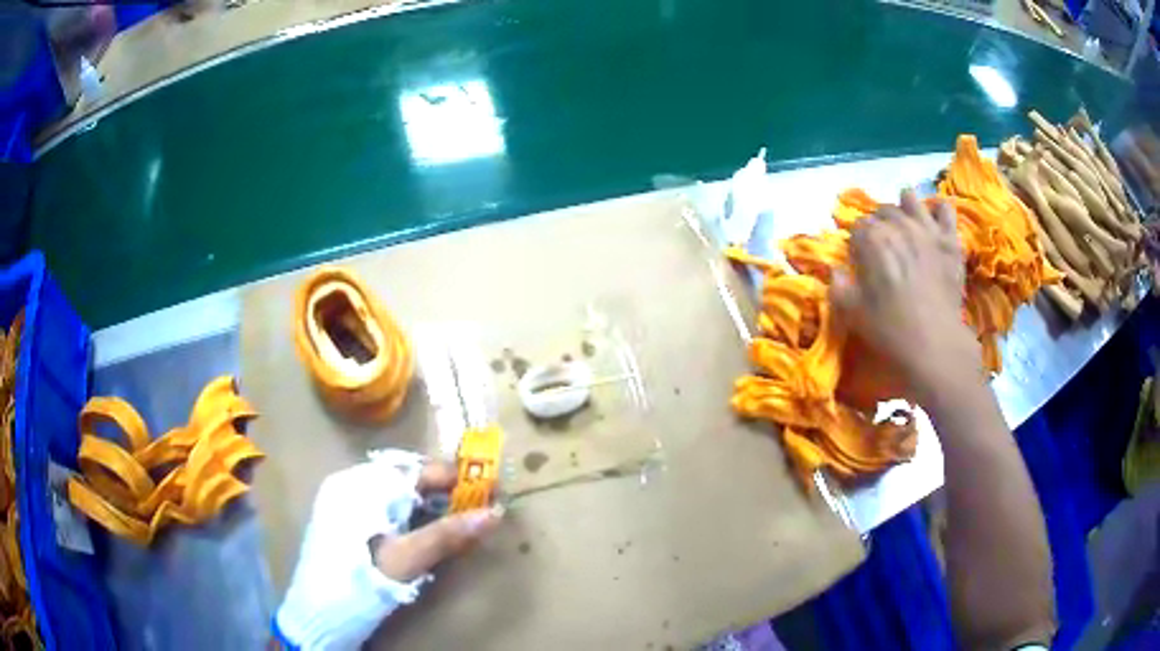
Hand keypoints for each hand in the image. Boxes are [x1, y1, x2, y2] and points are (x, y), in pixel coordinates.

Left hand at [275, 450, 501, 649]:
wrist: (318, 612)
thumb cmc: (363, 581)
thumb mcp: (408, 559)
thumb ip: (449, 534)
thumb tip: (495, 513)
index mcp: (362, 485)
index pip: (417, 470)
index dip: (454, 478)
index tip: (488, 488)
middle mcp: (348, 483)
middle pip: (404, 477)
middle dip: (440, 491)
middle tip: (472, 508)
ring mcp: (340, 499)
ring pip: (391, 490)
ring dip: (423, 502)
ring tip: (451, 520)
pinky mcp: (338, 517)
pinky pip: (378, 503)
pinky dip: (403, 512)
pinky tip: (416, 530)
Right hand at [830, 189, 979, 402]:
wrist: (935, 345)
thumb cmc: (891, 331)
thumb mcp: (853, 314)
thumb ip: (838, 287)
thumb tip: (836, 271)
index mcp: (871, 239)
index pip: (857, 226)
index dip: (857, 243)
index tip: (861, 261)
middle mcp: (898, 225)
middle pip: (882, 210)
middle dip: (879, 225)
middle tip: (883, 249)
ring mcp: (926, 228)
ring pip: (910, 198)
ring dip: (904, 209)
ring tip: (906, 226)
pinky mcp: (949, 239)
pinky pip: (945, 209)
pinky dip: (937, 212)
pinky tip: (934, 224)